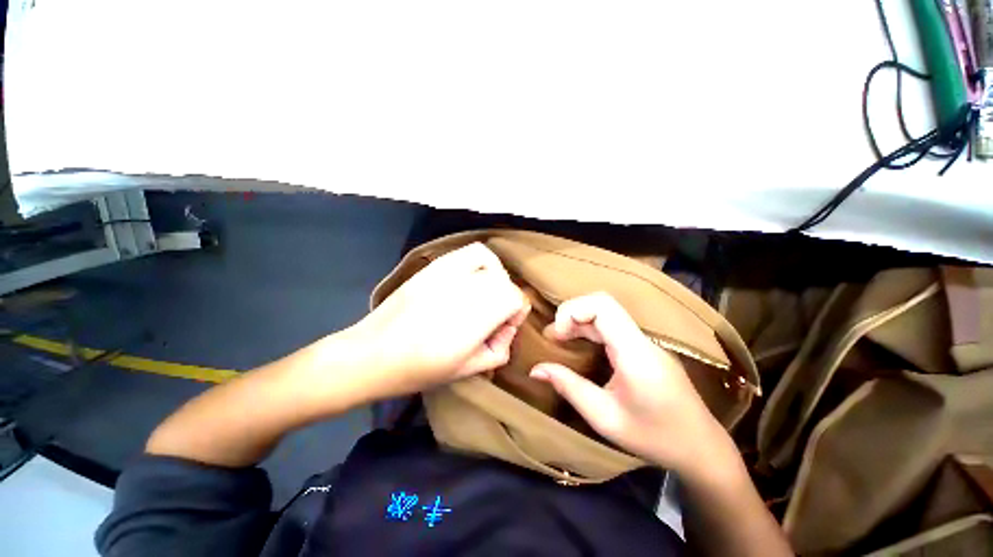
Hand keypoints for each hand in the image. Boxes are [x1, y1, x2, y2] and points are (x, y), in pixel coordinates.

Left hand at [354, 242, 530, 396]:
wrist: (372, 353)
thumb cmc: (420, 370)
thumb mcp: (468, 370)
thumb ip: (500, 349)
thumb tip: (508, 328)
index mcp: (476, 317)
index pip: (516, 298)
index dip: (516, 314)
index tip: (504, 328)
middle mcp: (467, 288)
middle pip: (505, 282)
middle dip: (506, 300)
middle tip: (492, 317)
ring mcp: (450, 272)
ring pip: (492, 263)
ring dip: (496, 279)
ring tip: (484, 295)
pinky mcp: (436, 265)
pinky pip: (472, 252)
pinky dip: (482, 262)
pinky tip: (472, 279)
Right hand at [530, 293, 734, 476]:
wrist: (701, 448)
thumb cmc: (654, 437)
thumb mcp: (604, 417)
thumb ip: (569, 387)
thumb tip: (535, 369)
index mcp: (635, 352)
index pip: (603, 306)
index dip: (572, 311)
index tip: (556, 335)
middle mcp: (641, 339)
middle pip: (602, 303)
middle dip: (571, 314)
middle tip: (553, 337)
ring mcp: (645, 342)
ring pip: (607, 312)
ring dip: (579, 320)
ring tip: (559, 339)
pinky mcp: (645, 347)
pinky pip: (613, 326)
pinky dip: (590, 329)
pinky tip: (580, 345)